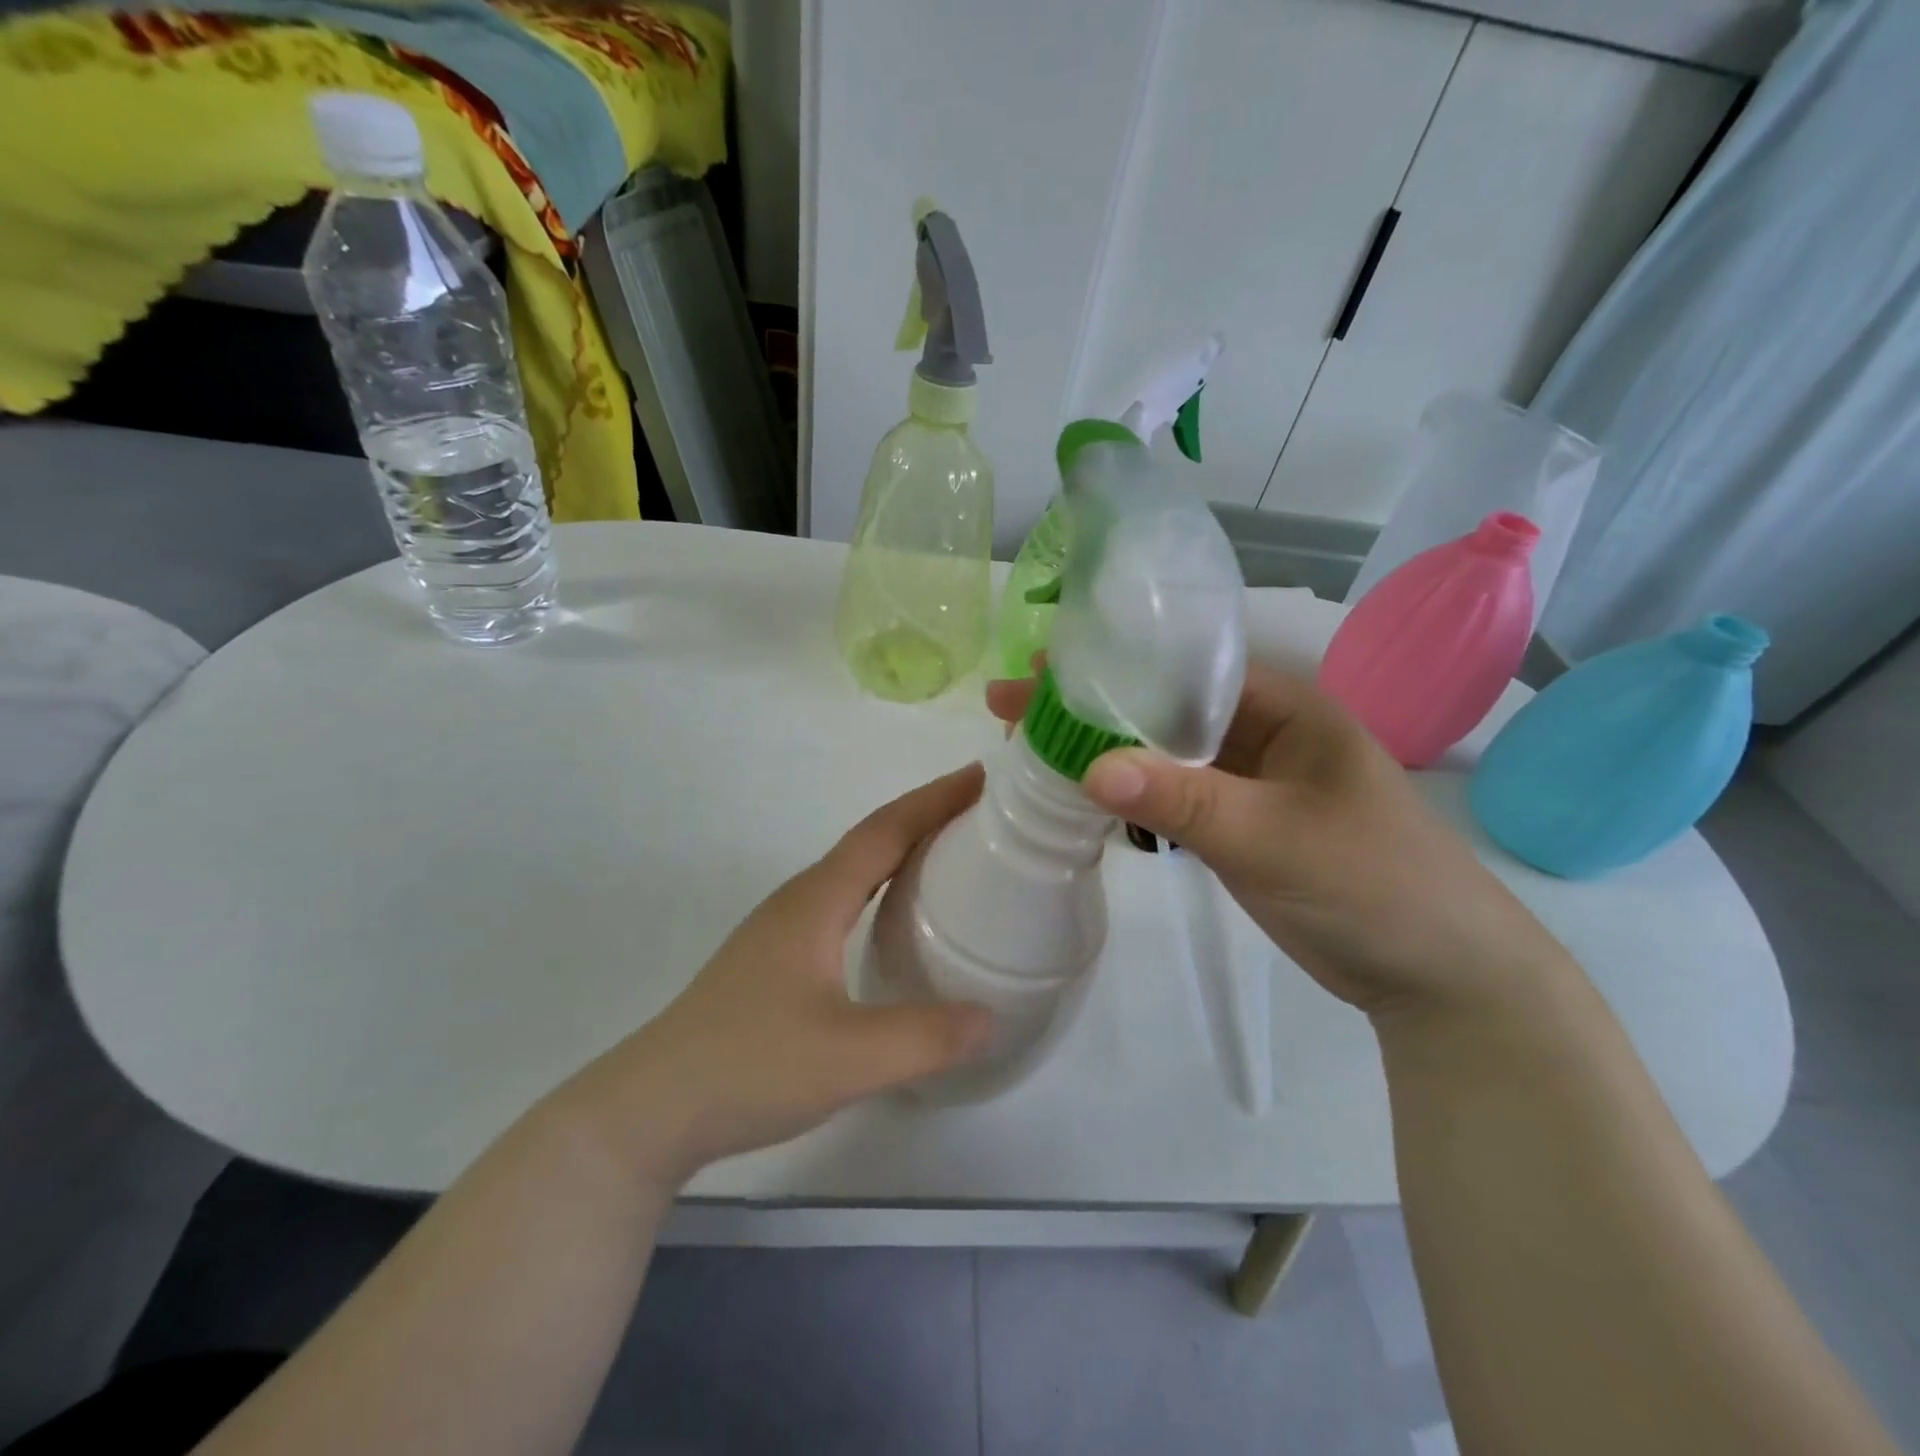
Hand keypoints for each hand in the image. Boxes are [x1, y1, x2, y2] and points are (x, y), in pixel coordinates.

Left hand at [556, 767, 994, 1187]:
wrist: (653, 1108)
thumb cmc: (749, 1067)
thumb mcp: (847, 1058)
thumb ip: (925, 1037)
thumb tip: (991, 1019)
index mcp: (816, 901)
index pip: (885, 831)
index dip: (934, 800)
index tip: (981, 777)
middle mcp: (800, 900)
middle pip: (871, 840)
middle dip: (926, 817)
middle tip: (982, 814)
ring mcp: (783, 928)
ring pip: (854, 870)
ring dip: (902, 850)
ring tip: (951, 855)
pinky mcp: (777, 957)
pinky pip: (843, 900)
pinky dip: (882, 887)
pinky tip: (896, 919)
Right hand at [987, 665, 1564, 1018]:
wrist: (1434, 975)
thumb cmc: (1371, 883)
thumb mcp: (1275, 837)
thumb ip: (1184, 800)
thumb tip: (1088, 765)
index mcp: (1283, 706)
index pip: (1183, 667)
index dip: (1112, 665)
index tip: (1041, 671)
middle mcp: (1261, 731)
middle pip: (1160, 707)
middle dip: (1090, 705)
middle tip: (1010, 706)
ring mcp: (1246, 780)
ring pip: (1160, 752)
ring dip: (1102, 747)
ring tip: (1028, 743)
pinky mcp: (1234, 824)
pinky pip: (1169, 795)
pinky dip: (1126, 790)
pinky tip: (1078, 789)